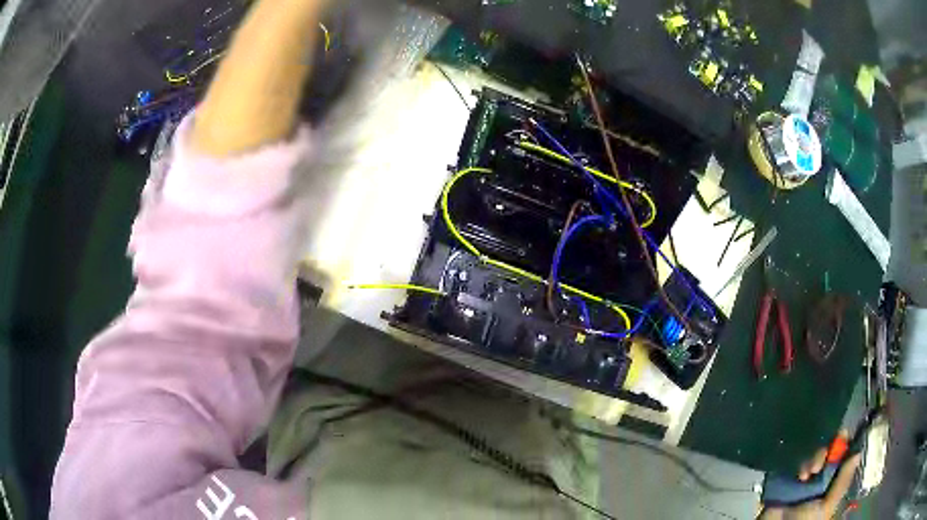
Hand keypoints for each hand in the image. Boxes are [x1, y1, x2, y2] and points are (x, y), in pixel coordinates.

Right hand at [760, 436, 861, 519]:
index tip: (842, 434)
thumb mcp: (827, 506)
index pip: (840, 456)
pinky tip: (797, 474)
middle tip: (819, 464)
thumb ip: (842, 482)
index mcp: (831, 482)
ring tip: (806, 474)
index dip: (843, 444)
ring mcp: (801, 477)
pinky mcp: (784, 477)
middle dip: (824, 453)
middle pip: (826, 452)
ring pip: (810, 455)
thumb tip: (858, 452)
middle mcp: (818, 477)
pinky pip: (792, 461)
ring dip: (811, 460)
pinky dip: (796, 463)